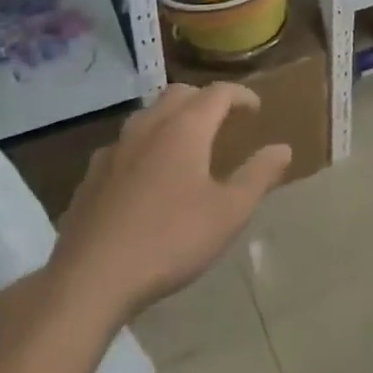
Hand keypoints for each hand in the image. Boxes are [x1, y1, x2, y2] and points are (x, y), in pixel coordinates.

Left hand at [51, 83, 289, 320]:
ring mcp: (114, 150)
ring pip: (148, 115)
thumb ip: (258, 176)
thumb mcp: (229, 213)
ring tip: (186, 141)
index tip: (255, 108)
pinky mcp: (91, 176)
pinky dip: (144, 145)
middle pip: (179, 94)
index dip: (241, 95)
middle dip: (204, 99)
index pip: (218, 93)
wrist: (89, 279)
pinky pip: (124, 144)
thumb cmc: (170, 241)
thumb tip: (283, 148)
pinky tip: (146, 174)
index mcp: (185, 128)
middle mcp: (149, 127)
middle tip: (222, 119)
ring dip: (172, 118)